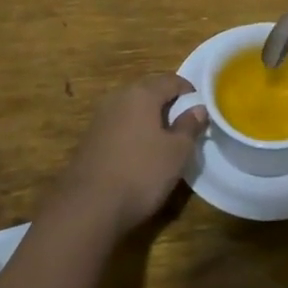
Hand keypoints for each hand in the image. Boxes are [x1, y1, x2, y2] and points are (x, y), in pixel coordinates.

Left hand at [55, 75, 207, 236]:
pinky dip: (132, 134)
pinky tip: (137, 157)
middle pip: (150, 91)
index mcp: (142, 93)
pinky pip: (119, 127)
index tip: (200, 111)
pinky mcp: (89, 139)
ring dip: (149, 121)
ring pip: (132, 110)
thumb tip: (198, 108)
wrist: (87, 207)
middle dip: (168, 106)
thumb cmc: (140, 173)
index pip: (172, 80)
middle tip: (183, 128)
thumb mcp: (176, 152)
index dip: (189, 92)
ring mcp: (100, 117)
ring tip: (162, 144)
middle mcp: (118, 97)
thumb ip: (190, 126)